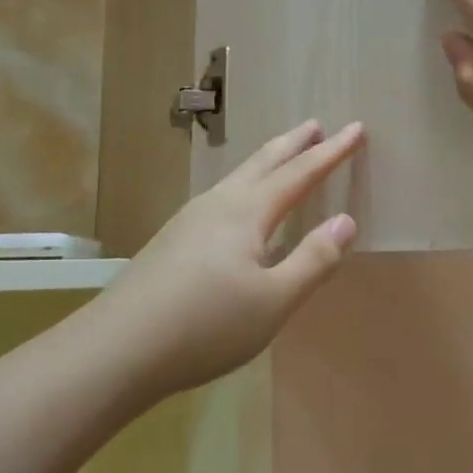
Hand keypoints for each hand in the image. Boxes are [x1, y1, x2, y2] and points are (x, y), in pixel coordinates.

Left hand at [97, 120, 364, 397]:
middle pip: (263, 162)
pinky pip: (222, 198)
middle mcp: (218, 204)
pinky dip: (246, 187)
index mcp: (247, 212)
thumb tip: (345, 220)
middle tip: (316, 124)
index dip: (331, 152)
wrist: (117, 348)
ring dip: (267, 162)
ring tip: (283, 157)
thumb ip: (313, 260)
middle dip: (294, 143)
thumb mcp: (274, 301)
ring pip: (238, 178)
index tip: (356, 128)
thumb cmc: (206, 325)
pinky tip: (240, 210)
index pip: (300, 173)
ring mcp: (190, 220)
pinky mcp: (172, 240)